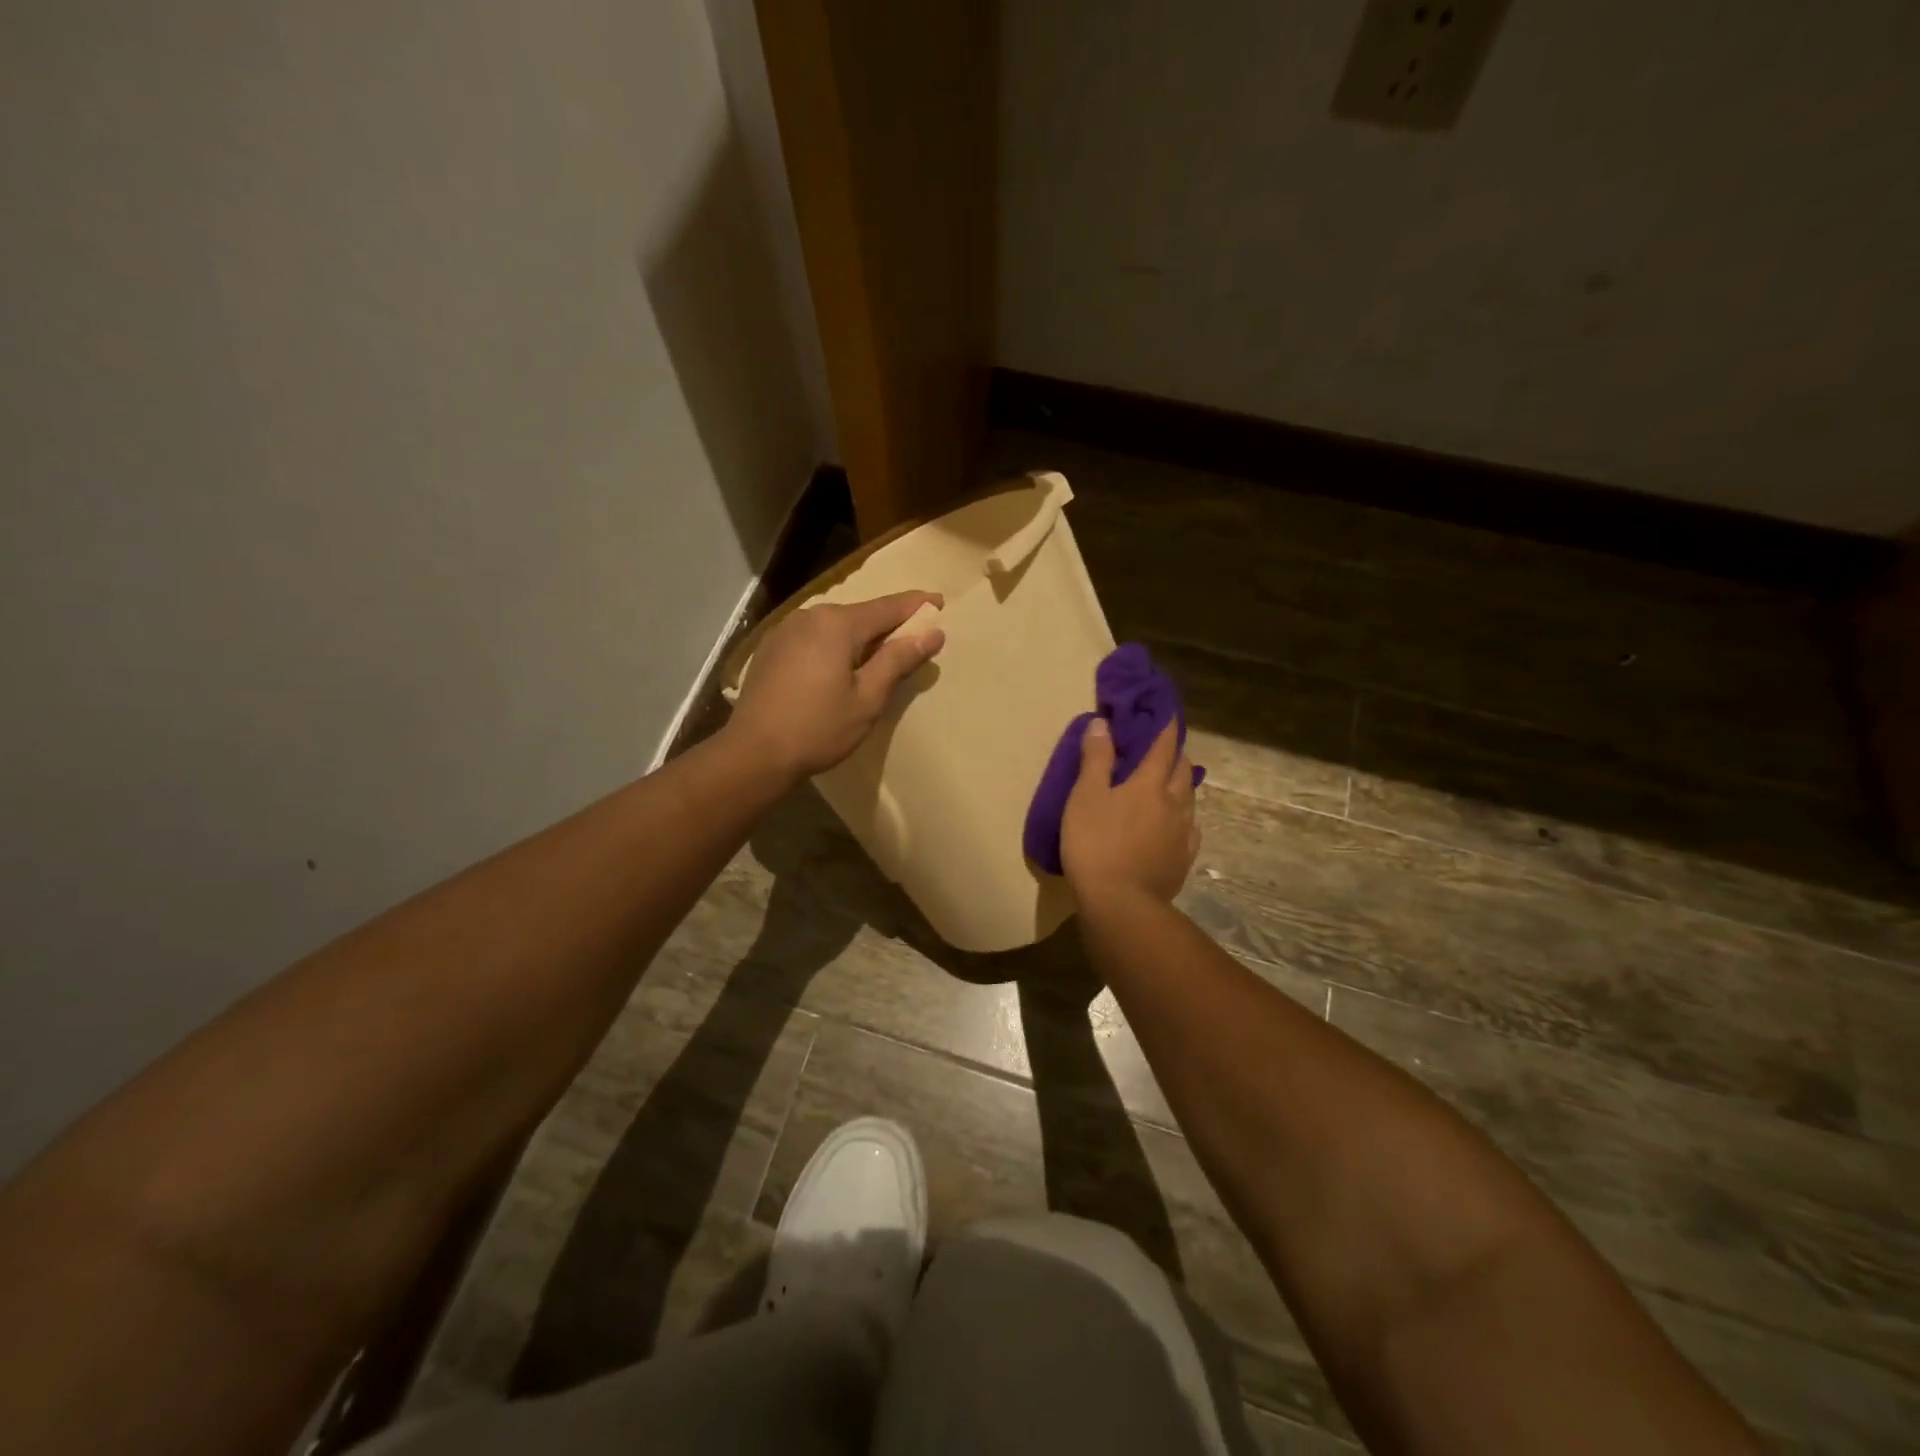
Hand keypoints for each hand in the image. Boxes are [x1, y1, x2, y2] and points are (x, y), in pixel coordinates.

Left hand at [729, 590, 945, 779]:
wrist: (753, 753)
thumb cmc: (818, 728)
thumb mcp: (867, 698)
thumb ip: (898, 659)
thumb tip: (931, 632)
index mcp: (837, 624)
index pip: (888, 607)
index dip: (917, 606)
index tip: (939, 603)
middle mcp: (809, 616)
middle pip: (861, 615)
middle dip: (888, 625)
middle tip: (914, 640)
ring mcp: (785, 631)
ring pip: (835, 627)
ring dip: (860, 639)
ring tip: (879, 658)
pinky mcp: (771, 649)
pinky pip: (814, 639)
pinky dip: (834, 647)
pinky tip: (840, 669)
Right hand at [1061, 719, 1199, 905]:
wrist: (1120, 903)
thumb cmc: (1095, 844)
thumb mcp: (1085, 796)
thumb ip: (1095, 759)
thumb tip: (1102, 723)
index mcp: (1149, 783)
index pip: (1162, 746)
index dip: (1164, 726)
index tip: (1165, 712)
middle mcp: (1173, 802)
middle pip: (1182, 769)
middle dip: (1175, 754)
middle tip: (1164, 747)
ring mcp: (1182, 833)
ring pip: (1189, 798)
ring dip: (1181, 784)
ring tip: (1171, 781)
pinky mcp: (1182, 859)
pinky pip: (1190, 829)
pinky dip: (1184, 818)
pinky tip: (1178, 824)